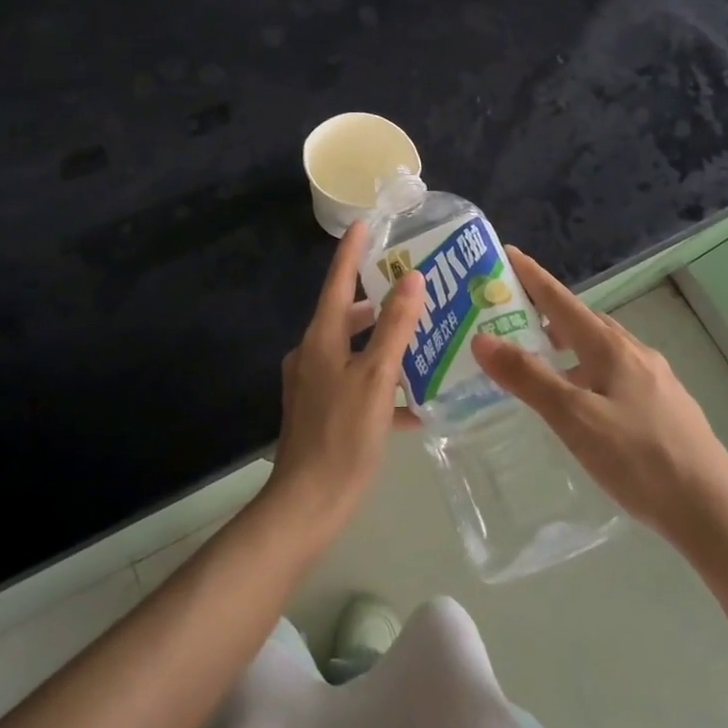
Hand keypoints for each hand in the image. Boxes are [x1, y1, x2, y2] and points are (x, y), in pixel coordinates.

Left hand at [263, 221, 425, 546]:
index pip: (338, 283)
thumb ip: (395, 327)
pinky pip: (355, 386)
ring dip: (382, 345)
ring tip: (419, 341)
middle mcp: (311, 354)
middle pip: (346, 317)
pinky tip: (413, 406)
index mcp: (321, 339)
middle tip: (409, 288)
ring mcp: (313, 385)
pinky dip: (380, 386)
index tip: (363, 223)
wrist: (308, 504)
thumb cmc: (344, 435)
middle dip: (376, 302)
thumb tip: (411, 278)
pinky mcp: (321, 412)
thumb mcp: (376, 377)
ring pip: (353, 352)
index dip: (351, 252)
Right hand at [472, 248, 727, 555]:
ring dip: (570, 344)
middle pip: (584, 321)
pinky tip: (587, 400)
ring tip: (543, 359)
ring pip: (603, 348)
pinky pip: (618, 372)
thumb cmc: (638, 459)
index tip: (509, 253)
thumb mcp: (574, 418)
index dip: (533, 277)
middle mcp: (635, 353)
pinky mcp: (668, 407)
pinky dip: (591, 370)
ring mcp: (657, 380)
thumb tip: (482, 338)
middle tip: (514, 315)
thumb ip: (528, 377)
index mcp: (611, 348)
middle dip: (548, 312)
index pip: (562, 301)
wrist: (714, 513)